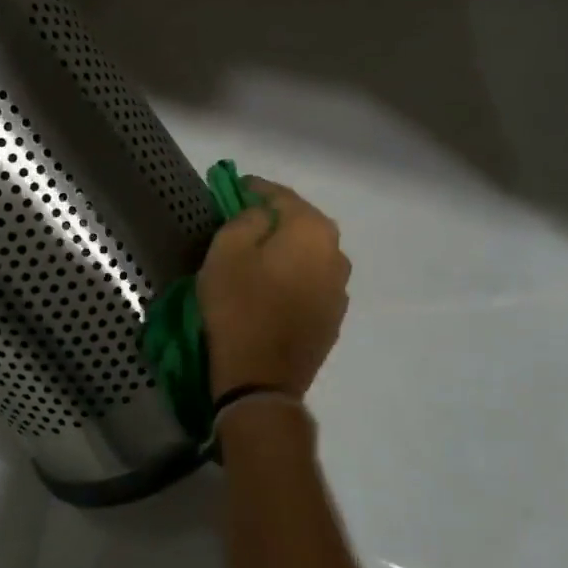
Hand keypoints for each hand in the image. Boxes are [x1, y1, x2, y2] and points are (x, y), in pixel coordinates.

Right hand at [198, 178, 350, 400]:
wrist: (260, 379)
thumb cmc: (239, 306)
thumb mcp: (227, 250)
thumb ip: (247, 218)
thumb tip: (261, 216)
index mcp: (312, 230)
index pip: (281, 195)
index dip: (254, 189)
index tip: (232, 188)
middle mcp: (337, 253)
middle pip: (301, 223)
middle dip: (274, 218)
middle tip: (243, 219)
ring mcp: (340, 288)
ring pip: (309, 254)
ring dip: (286, 248)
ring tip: (258, 254)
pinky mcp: (333, 317)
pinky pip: (311, 282)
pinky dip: (294, 275)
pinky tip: (273, 286)